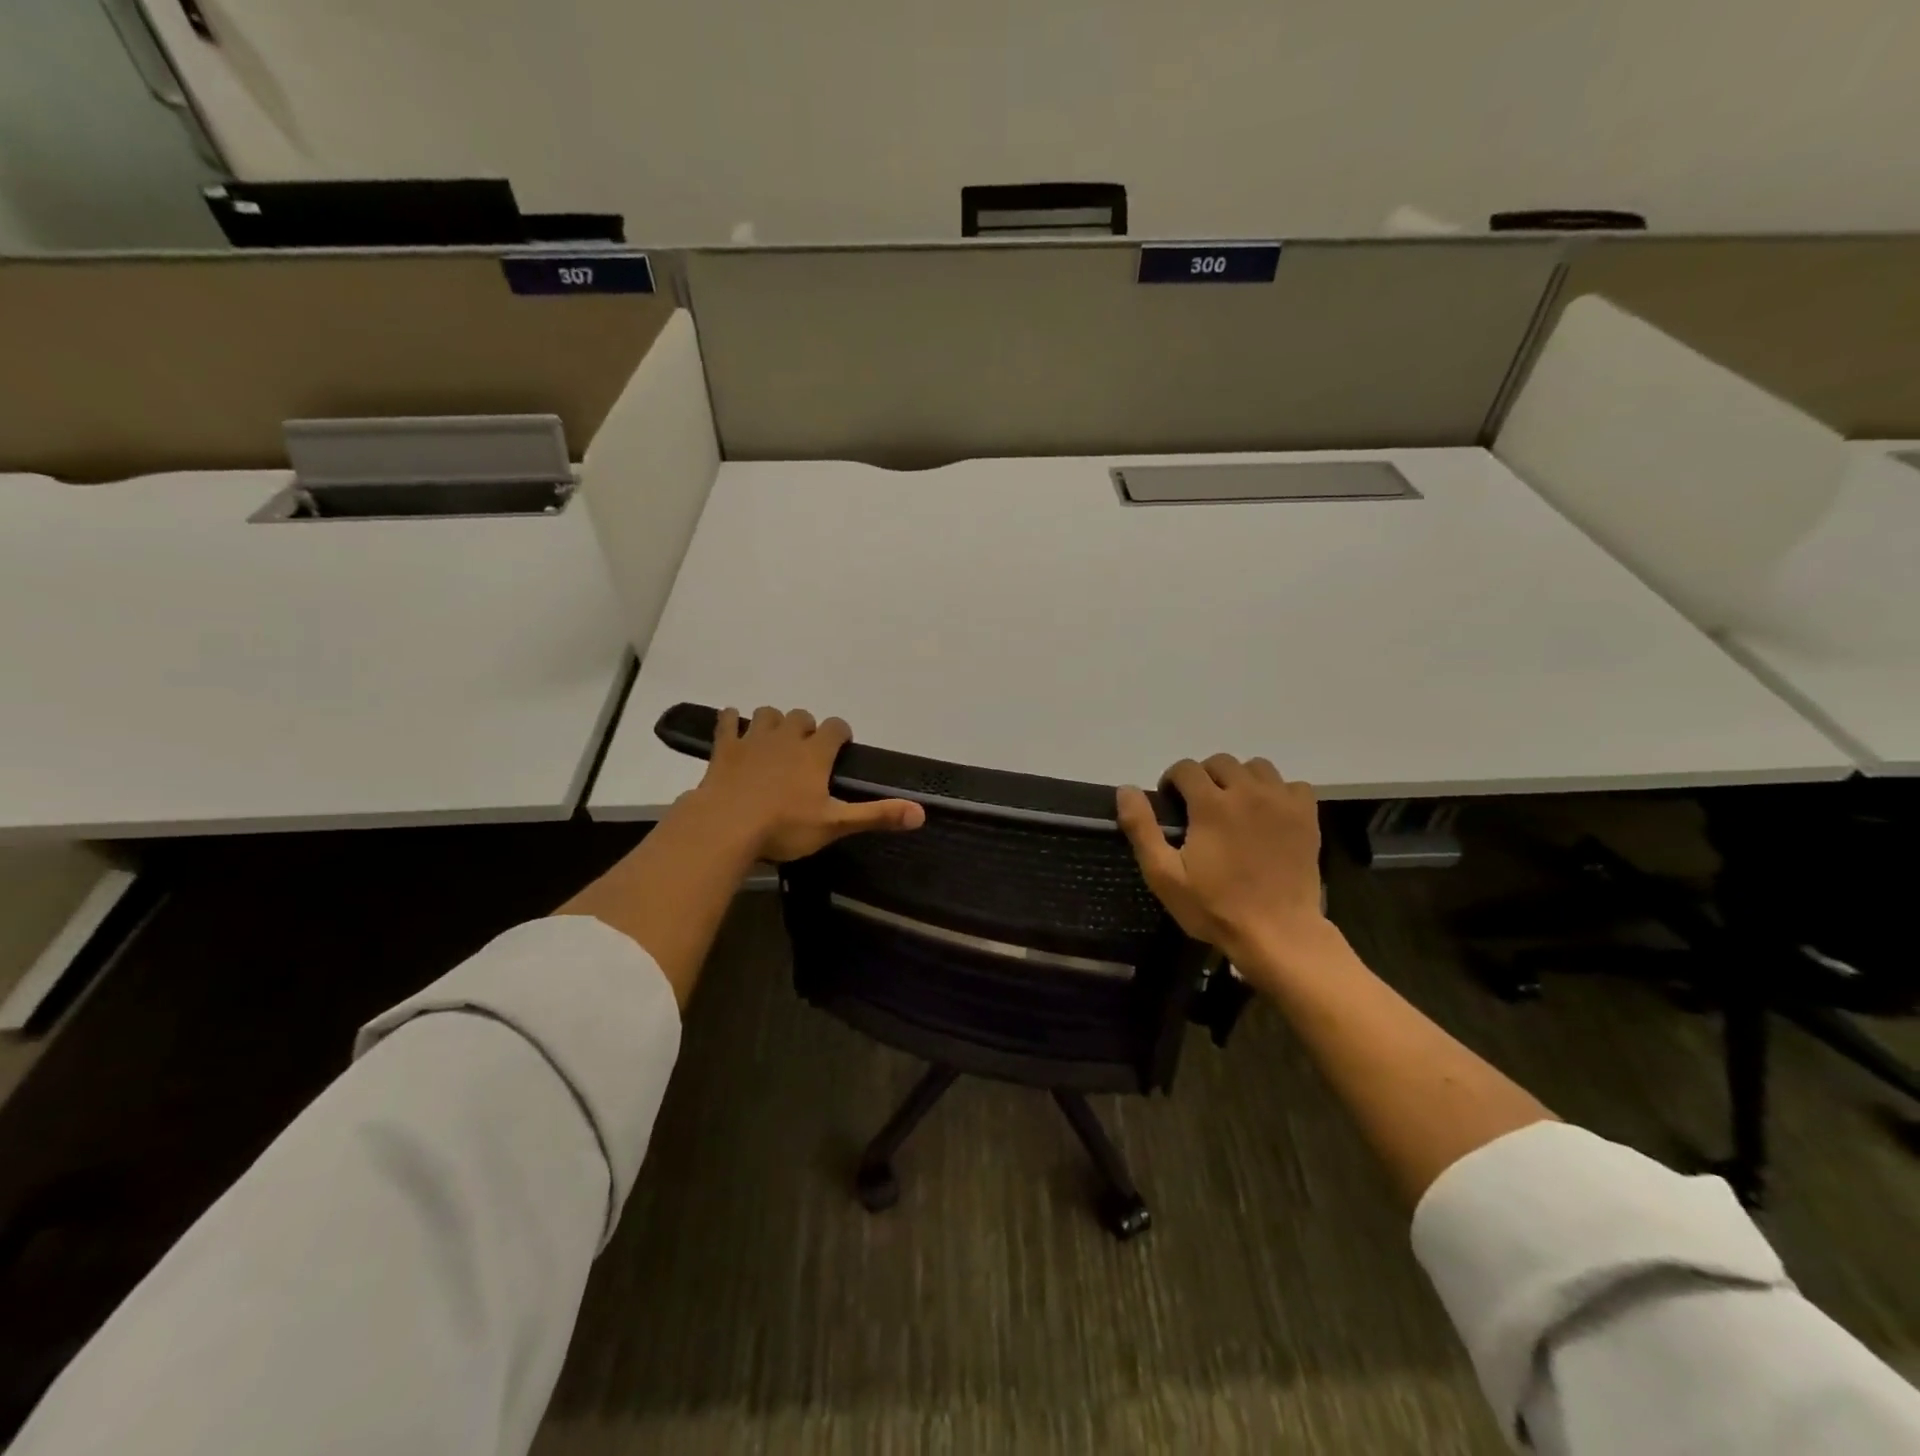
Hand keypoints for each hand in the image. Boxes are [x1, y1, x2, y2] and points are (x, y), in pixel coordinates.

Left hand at [683, 706, 924, 862]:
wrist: (726, 826)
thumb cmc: (784, 827)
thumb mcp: (835, 825)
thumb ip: (877, 815)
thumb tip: (922, 813)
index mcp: (815, 753)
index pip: (835, 727)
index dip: (840, 733)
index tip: (841, 746)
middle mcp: (786, 737)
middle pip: (801, 716)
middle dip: (807, 727)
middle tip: (806, 750)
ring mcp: (753, 739)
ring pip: (767, 714)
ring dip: (773, 722)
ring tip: (775, 741)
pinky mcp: (725, 748)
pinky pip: (728, 721)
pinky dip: (732, 720)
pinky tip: (733, 725)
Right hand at [1116, 755, 1333, 983]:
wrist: (1277, 933)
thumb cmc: (1214, 907)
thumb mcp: (1164, 874)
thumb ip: (1142, 828)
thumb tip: (1126, 789)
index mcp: (1211, 804)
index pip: (1186, 768)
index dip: (1172, 780)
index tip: (1171, 803)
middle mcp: (1247, 792)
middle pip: (1221, 762)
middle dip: (1204, 777)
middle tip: (1199, 807)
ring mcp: (1282, 802)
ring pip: (1257, 767)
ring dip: (1241, 779)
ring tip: (1235, 806)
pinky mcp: (1307, 817)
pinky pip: (1293, 786)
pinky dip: (1278, 792)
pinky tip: (1270, 814)